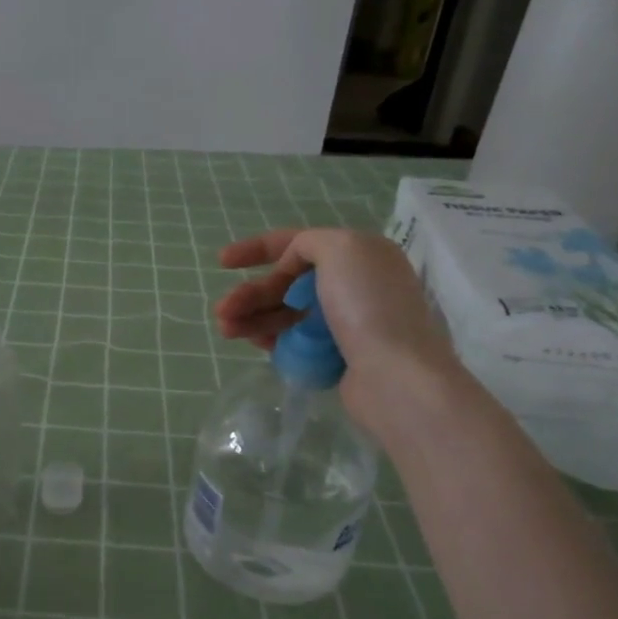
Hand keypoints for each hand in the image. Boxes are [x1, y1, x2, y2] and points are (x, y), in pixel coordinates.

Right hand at [214, 227, 461, 435]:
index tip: (222, 263)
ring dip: (252, 316)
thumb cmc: (368, 306)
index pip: (298, 243)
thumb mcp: (340, 249)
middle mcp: (354, 284)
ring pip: (287, 312)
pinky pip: (294, 340)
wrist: (396, 376)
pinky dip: (270, 337)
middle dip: (250, 293)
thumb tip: (291, 268)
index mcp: (358, 254)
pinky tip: (252, 343)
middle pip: (287, 282)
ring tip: (225, 329)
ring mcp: (346, 322)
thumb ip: (307, 243)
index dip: (256, 249)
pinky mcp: (338, 355)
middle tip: (221, 311)